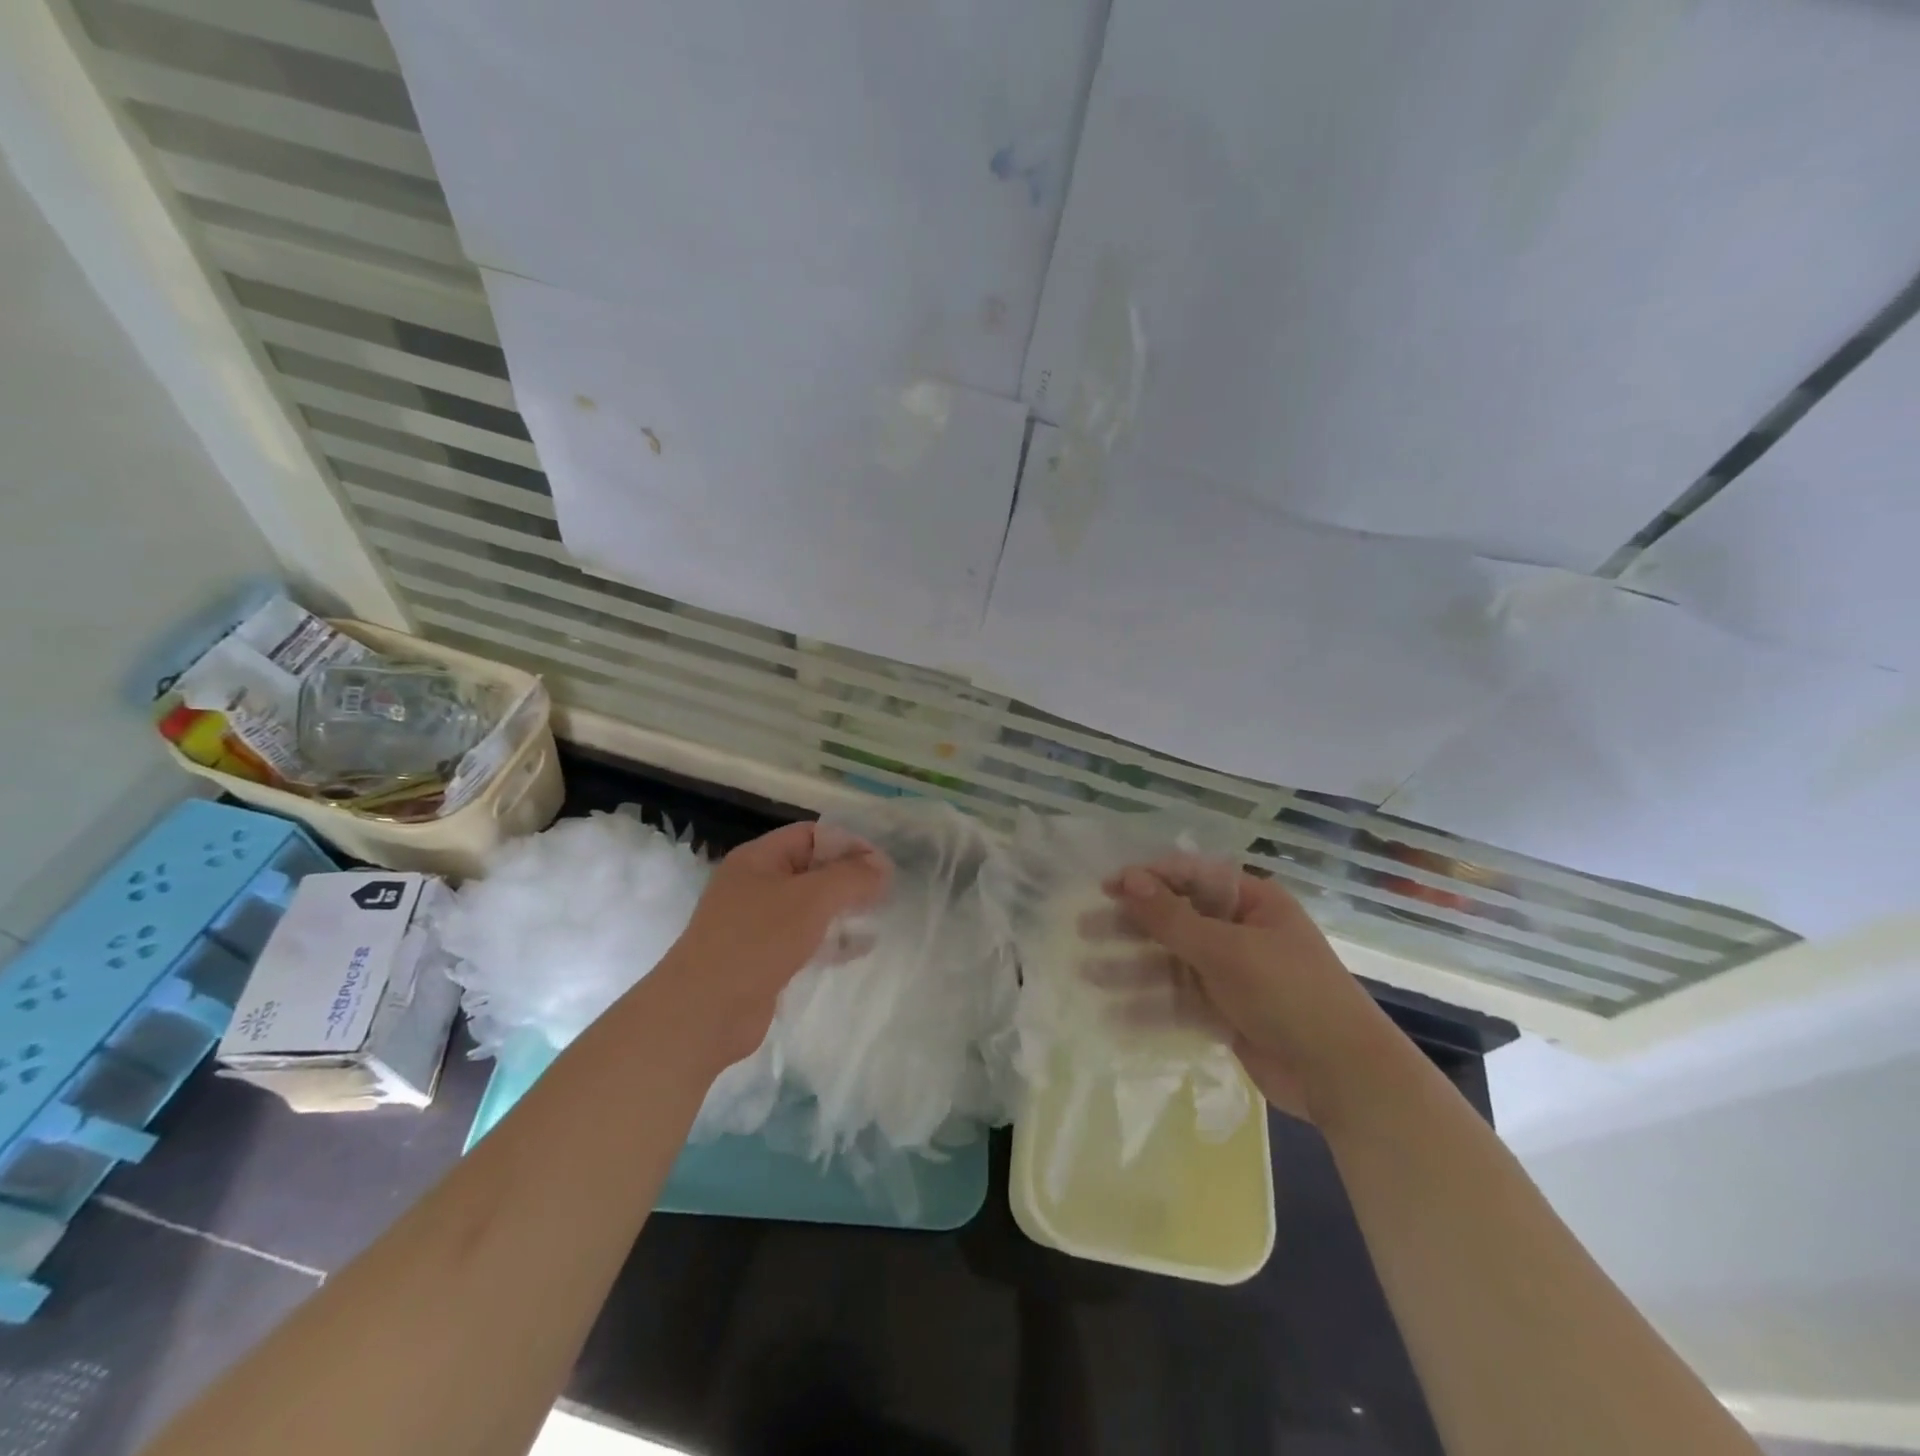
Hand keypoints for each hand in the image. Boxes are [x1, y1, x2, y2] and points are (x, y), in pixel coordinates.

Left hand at [661, 822, 889, 1065]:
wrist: (703, 1012)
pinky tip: (860, 948)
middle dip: (849, 877)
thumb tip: (883, 867)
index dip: (848, 843)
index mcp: (758, 859)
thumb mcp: (811, 899)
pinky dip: (832, 940)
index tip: (883, 864)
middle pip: (811, 869)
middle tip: (886, 891)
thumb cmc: (757, 941)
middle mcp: (755, 885)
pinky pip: (805, 940)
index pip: (811, 835)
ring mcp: (757, 925)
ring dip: (843, 909)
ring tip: (879, 915)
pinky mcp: (763, 959)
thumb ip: (851, 878)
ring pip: (809, 907)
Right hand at [1103, 859, 1391, 1121]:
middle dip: (1131, 926)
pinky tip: (1114, 1016)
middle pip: (1175, 921)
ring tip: (1087, 974)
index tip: (1106, 887)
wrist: (1343, 1077)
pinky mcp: (1228, 1015)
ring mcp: (1234, 976)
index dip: (1147, 879)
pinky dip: (1151, 1008)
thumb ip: (1172, 918)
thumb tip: (1128, 879)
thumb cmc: (1289, 993)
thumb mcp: (1226, 950)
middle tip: (1083, 928)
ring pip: (1173, 964)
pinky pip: (1182, 1003)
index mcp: (1251, 902)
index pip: (1190, 877)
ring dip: (1132, 969)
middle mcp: (1241, 933)